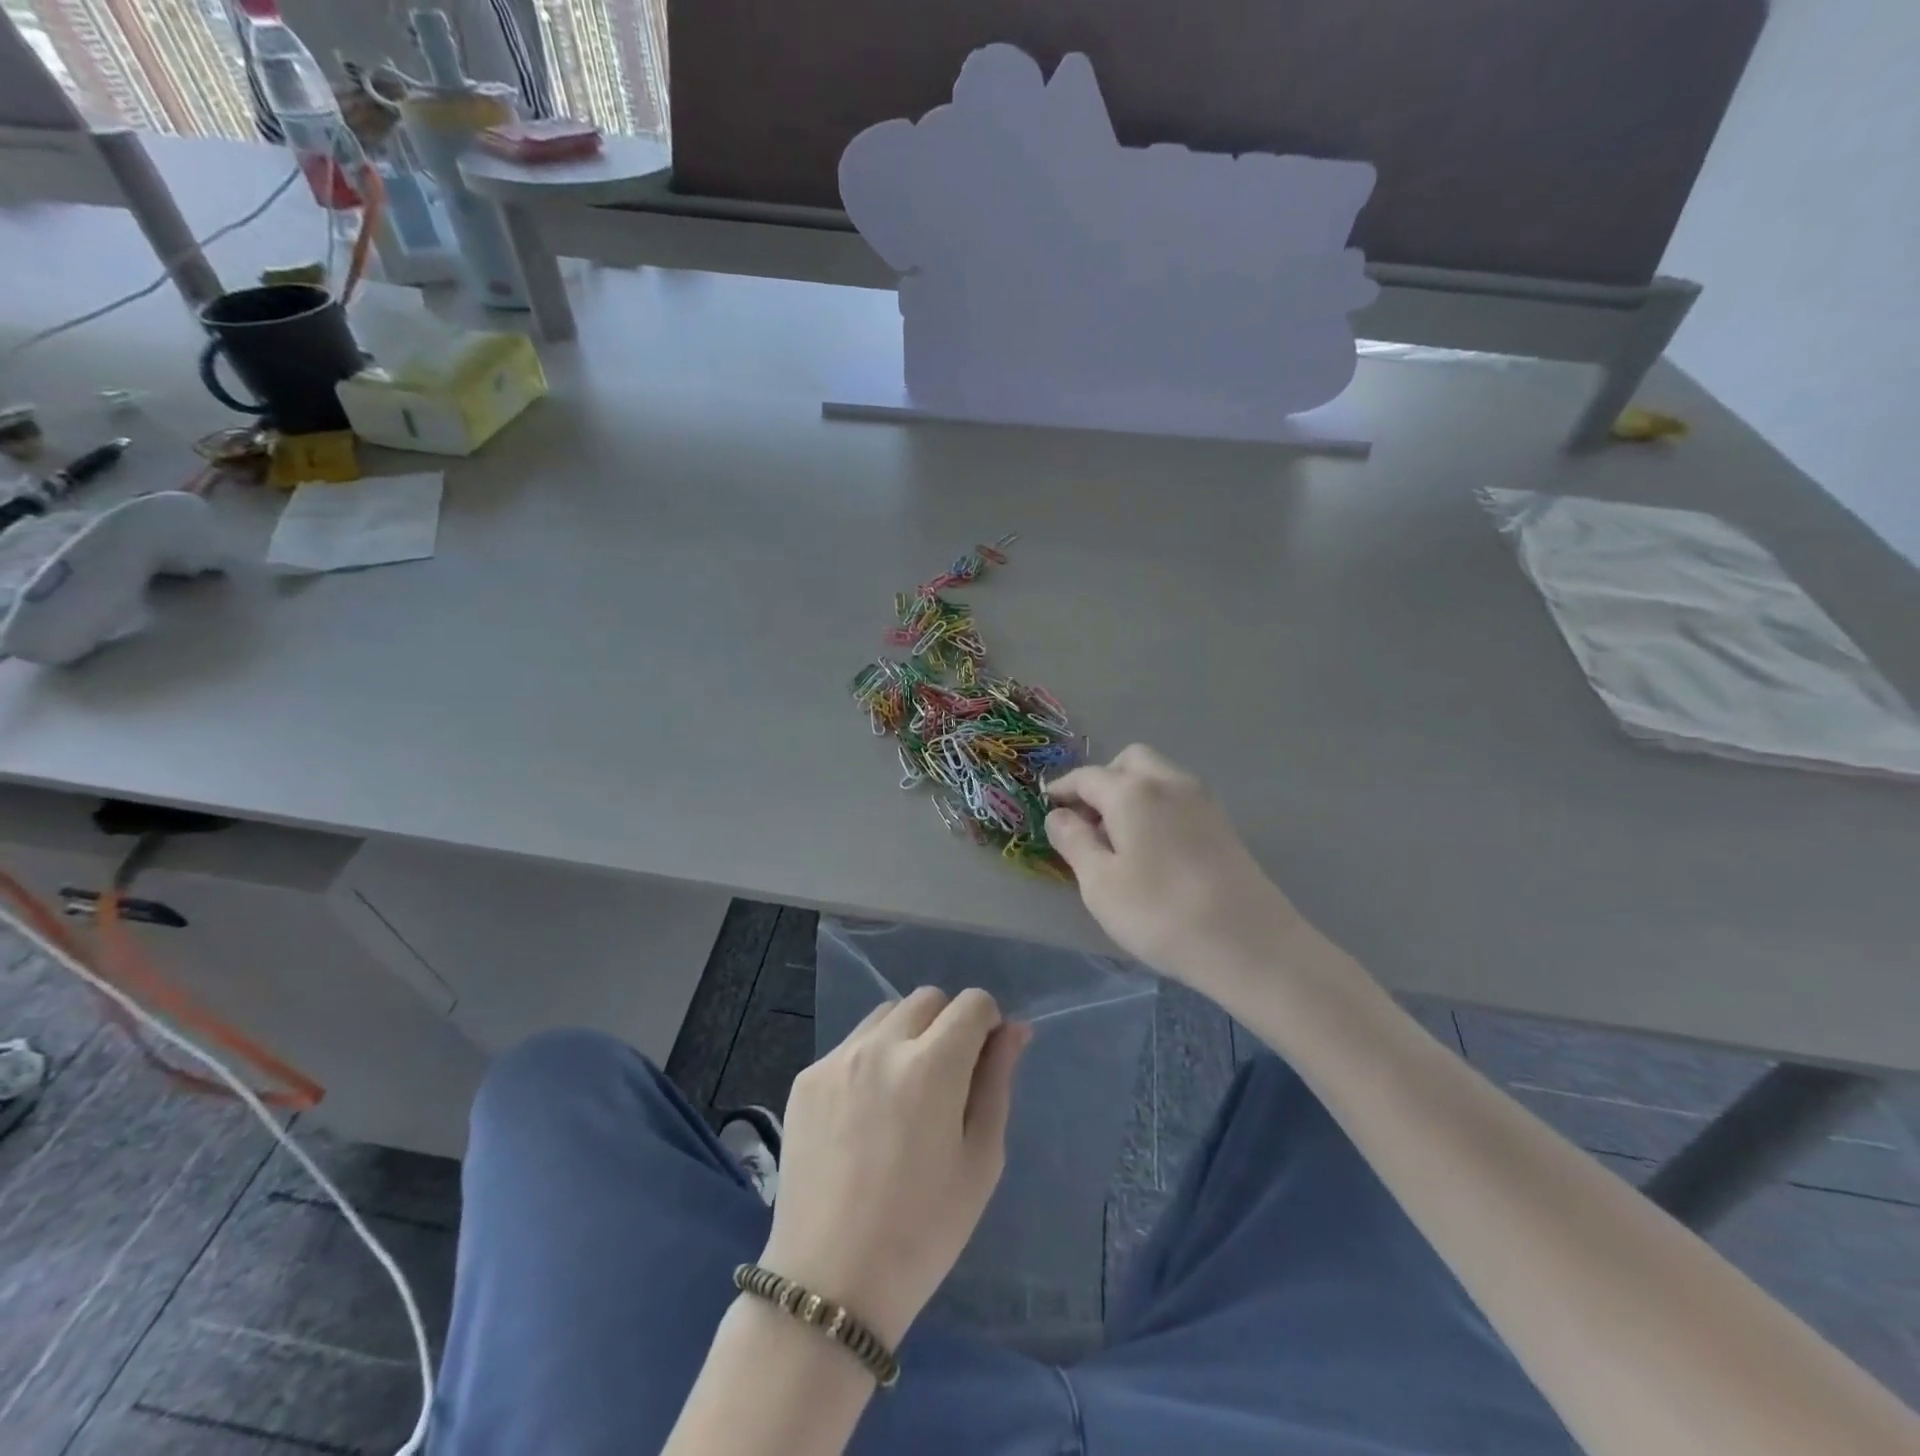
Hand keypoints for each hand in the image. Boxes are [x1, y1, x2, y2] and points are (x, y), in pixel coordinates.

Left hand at [759, 988, 1028, 1346]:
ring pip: (886, 1014)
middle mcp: (881, 1046)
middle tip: (947, 1079)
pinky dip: (870, 1059)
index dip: (987, 1023)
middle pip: (928, 999)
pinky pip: (851, 1044)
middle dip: (948, 1024)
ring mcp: (837, 1059)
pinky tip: (865, 1113)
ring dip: (907, 1034)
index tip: (984, 1058)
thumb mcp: (980, 1160)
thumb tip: (1013, 1029)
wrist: (830, 1284)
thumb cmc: (923, 1231)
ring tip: (904, 1093)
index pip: (972, 1003)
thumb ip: (998, 1082)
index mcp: (932, 1066)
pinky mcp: (806, 1078)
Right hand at [1046, 744, 1302, 987]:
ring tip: (1118, 838)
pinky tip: (1152, 848)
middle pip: (1128, 762)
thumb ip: (1074, 842)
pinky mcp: (1222, 822)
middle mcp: (1168, 782)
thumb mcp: (1099, 883)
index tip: (1046, 808)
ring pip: (1157, 776)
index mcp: (1132, 791)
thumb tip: (1058, 815)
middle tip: (1087, 821)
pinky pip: (1177, 797)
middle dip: (1101, 781)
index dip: (1062, 790)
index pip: (1086, 777)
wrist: (1250, 943)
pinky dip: (1156, 807)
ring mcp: (1201, 800)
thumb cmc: (1160, 913)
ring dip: (1130, 792)